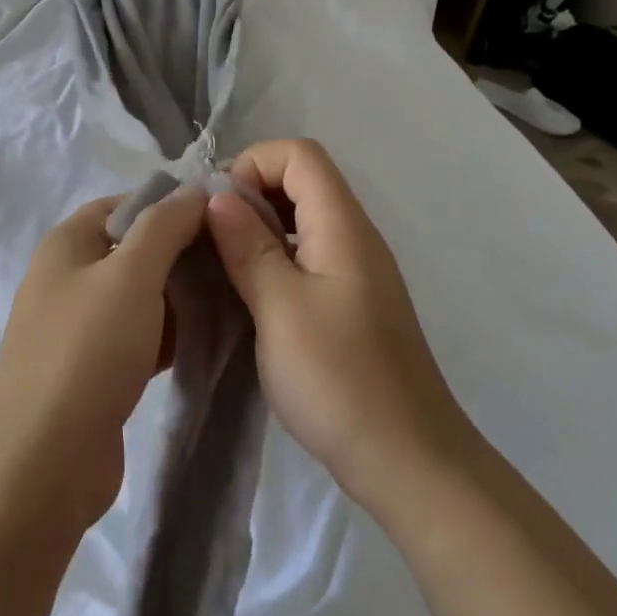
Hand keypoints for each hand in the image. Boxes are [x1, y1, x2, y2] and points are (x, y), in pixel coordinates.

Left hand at [0, 187, 209, 534]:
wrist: (43, 464)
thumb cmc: (87, 352)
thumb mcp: (130, 274)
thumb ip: (164, 226)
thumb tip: (193, 190)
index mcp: (67, 244)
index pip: (125, 203)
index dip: (172, 204)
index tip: (223, 218)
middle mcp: (68, 278)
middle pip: (135, 249)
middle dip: (183, 253)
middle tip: (235, 262)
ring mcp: (80, 327)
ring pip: (141, 295)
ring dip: (181, 296)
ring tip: (233, 298)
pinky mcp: (95, 369)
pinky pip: (140, 336)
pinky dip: (170, 334)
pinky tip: (209, 340)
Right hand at [205, 139, 470, 513]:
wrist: (408, 460)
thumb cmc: (339, 379)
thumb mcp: (279, 308)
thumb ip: (248, 247)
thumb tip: (218, 197)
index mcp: (343, 226)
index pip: (299, 154)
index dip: (253, 164)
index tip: (216, 207)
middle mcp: (355, 237)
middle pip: (302, 180)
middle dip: (250, 193)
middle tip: (208, 235)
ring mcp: (356, 271)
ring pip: (304, 219)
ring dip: (259, 228)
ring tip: (220, 262)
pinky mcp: (351, 302)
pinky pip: (309, 255)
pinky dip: (274, 257)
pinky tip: (248, 293)